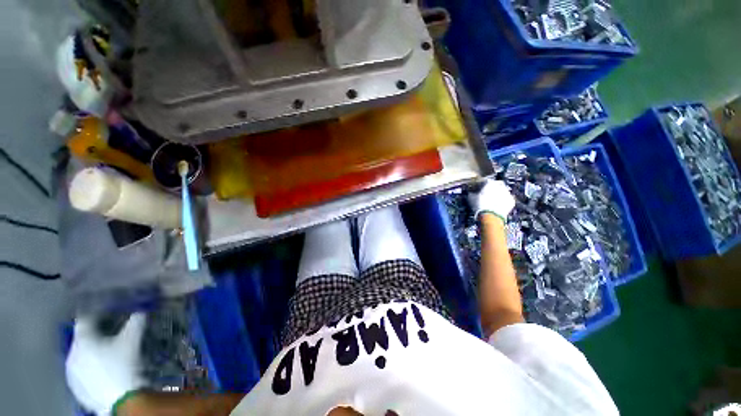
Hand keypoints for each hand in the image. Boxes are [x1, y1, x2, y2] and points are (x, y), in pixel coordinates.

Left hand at [66, 313, 146, 414]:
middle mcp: (71, 353)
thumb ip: (136, 322)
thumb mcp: (133, 341)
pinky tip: (104, 372)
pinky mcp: (75, 387)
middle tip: (111, 336)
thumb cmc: (124, 366)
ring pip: (80, 356)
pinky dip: (91, 368)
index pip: (85, 319)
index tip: (106, 312)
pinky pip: (81, 372)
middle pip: (82, 339)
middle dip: (95, 336)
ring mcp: (71, 373)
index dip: (96, 313)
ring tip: (108, 356)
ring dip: (91, 353)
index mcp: (82, 340)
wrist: (120, 400)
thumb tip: (140, 311)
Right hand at [468, 179, 514, 221]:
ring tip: (492, 200)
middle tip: (487, 193)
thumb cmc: (479, 205)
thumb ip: (471, 193)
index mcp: (490, 183)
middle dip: (492, 187)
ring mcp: (507, 193)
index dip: (481, 184)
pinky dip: (503, 201)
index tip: (478, 189)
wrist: (491, 216)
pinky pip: (507, 199)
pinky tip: (498, 205)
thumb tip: (471, 193)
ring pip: (503, 191)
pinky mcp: (511, 201)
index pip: (485, 181)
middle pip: (496, 184)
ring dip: (498, 194)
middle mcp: (500, 185)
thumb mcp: (471, 198)